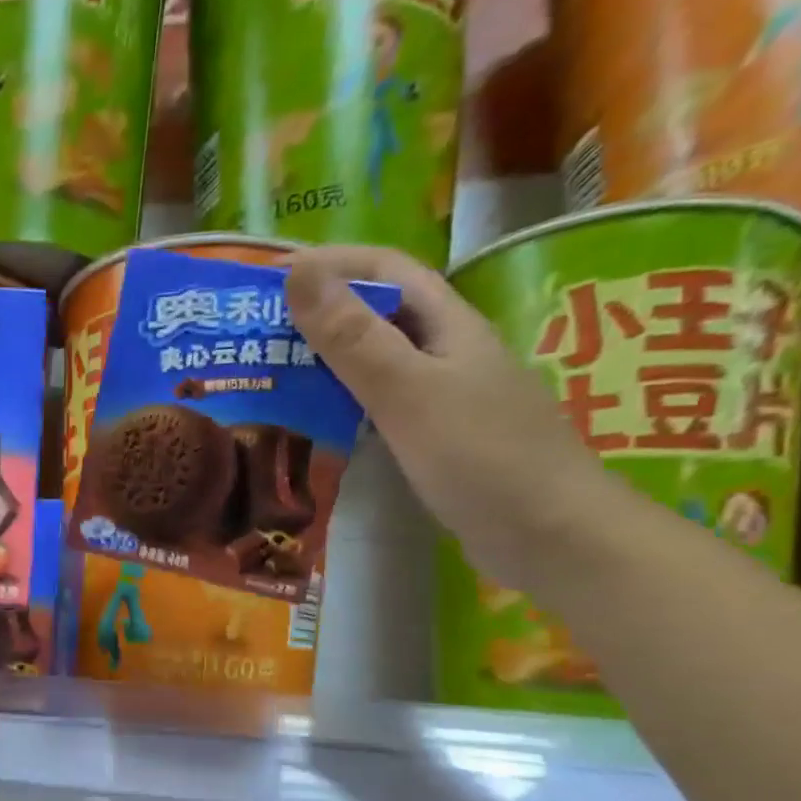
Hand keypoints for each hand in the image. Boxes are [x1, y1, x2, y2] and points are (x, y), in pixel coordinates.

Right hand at [285, 245, 624, 588]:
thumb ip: (352, 336)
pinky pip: (376, 407)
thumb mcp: (408, 390)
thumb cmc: (480, 456)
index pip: (383, 269)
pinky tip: (309, 426)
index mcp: (446, 324)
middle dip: (315, 315)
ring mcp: (440, 397)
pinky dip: (338, 406)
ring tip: (266, 377)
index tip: (266, 280)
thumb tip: (297, 271)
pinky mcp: (432, 438)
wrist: (548, 535)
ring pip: (372, 364)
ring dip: (321, 363)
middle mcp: (443, 352)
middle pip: (374, 315)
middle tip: (252, 337)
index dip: (328, 264)